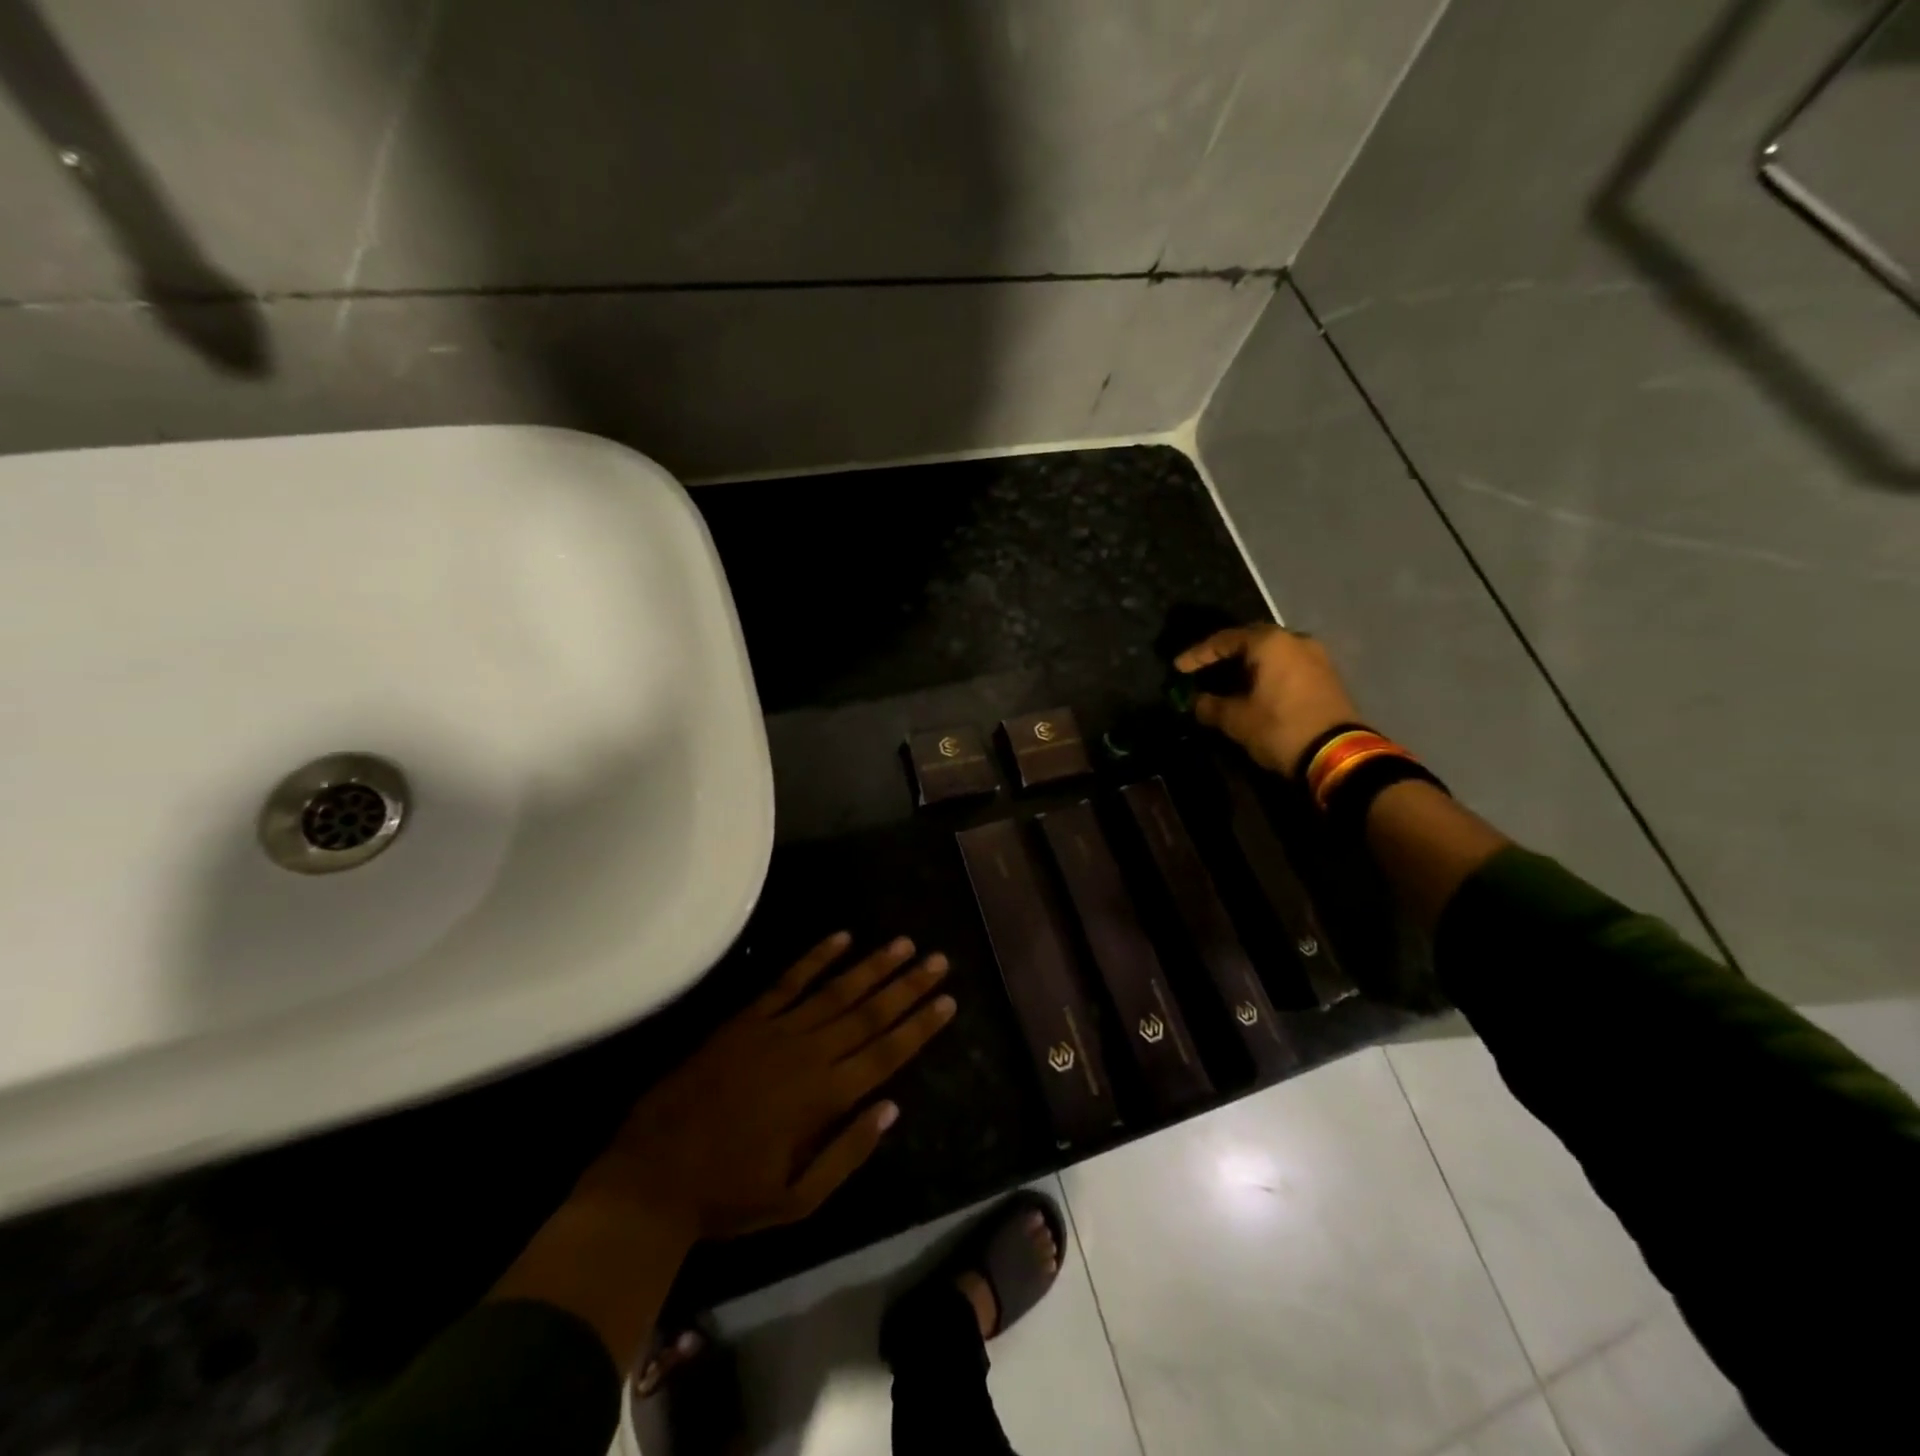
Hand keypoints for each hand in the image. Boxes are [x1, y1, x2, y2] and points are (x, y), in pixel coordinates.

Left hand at [577, 932, 955, 1242]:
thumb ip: (847, 1153)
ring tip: (904, 943)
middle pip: (869, 1013)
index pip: (886, 1053)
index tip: (948, 1000)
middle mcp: (808, 1054)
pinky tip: (841, 937)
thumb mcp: (797, 1200)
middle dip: (908, 986)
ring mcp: (776, 1031)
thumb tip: (890, 1108)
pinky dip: (815, 958)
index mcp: (824, 1099)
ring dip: (873, 966)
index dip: (920, 1026)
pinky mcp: (747, 1020)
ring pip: (836, 990)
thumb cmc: (729, 1196)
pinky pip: (788, 981)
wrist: (653, 1176)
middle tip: (939, 959)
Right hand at [1175, 623, 1362, 775]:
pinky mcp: (1326, 675)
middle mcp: (1294, 640)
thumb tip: (1195, 701)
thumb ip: (1209, 705)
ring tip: (1226, 681)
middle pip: (1250, 640)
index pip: (1224, 640)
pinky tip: (1253, 689)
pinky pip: (1287, 665)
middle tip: (1202, 669)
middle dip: (1223, 655)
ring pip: (1271, 653)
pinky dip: (1266, 673)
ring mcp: (1315, 656)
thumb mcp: (1236, 720)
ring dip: (1246, 665)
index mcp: (1270, 643)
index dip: (1197, 654)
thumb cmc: (1281, 729)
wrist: (1338, 755)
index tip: (1178, 668)